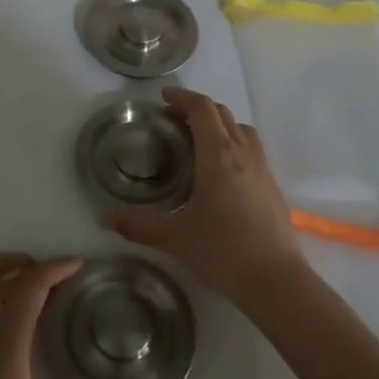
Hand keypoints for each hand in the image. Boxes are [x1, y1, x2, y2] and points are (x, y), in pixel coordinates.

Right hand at [107, 88, 305, 307]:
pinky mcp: (272, 184)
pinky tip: (222, 170)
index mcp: (217, 155)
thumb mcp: (174, 238)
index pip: (202, 109)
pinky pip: (252, 147)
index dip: (182, 98)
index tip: (163, 99)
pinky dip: (234, 142)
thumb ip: (137, 226)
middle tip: (173, 122)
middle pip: (222, 113)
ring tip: (199, 141)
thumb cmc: (222, 252)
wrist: (275, 280)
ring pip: (241, 128)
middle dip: (197, 109)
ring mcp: (262, 167)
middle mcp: (242, 152)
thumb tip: (104, 218)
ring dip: (219, 124)